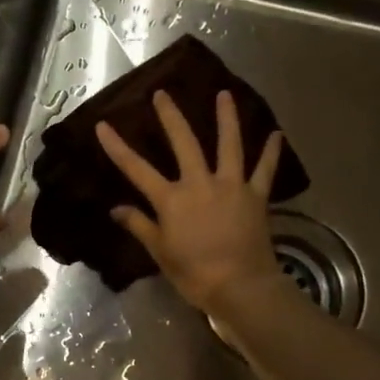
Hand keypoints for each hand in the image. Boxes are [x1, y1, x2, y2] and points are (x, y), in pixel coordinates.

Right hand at [97, 90, 287, 315]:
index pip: (137, 169)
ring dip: (226, 118)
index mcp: (172, 199)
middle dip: (171, 117)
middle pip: (184, 143)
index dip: (118, 147)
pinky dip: (271, 152)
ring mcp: (231, 186)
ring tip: (224, 94)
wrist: (239, 286)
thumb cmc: (193, 273)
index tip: (103, 125)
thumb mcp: (160, 252)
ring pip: (229, 145)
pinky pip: (265, 170)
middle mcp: (200, 183)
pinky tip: (276, 135)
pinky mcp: (256, 196)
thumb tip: (116, 209)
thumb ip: (139, 225)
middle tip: (163, 94)